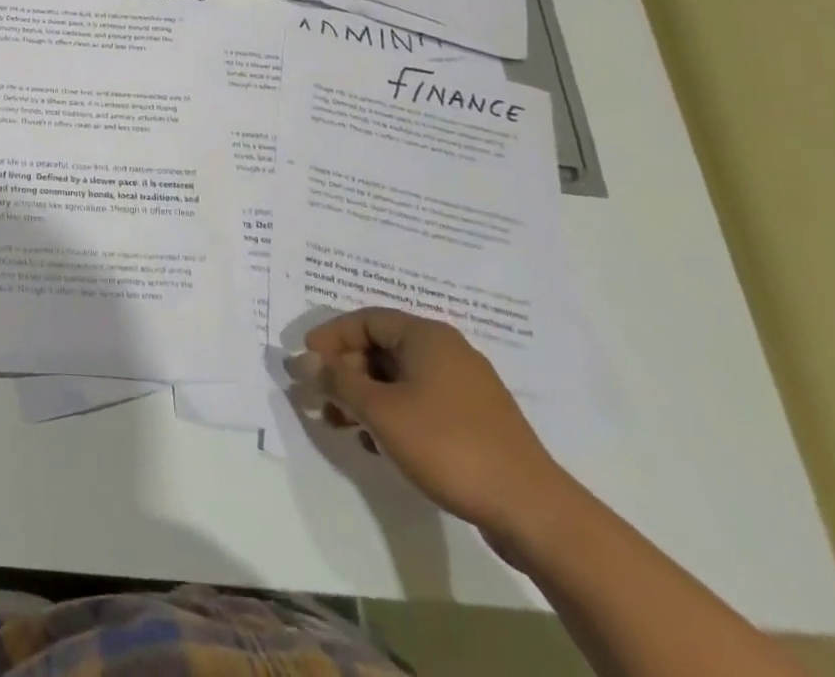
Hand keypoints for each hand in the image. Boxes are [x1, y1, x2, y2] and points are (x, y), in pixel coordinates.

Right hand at [287, 308, 577, 551]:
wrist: (534, 513)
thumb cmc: (449, 446)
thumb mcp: (381, 411)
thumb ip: (336, 381)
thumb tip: (300, 360)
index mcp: (426, 336)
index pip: (364, 320)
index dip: (330, 337)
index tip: (306, 362)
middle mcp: (447, 351)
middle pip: (381, 349)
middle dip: (345, 373)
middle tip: (321, 399)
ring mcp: (465, 388)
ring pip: (399, 379)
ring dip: (365, 398)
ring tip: (343, 426)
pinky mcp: (476, 422)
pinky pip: (420, 402)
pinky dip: (393, 415)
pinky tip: (379, 445)